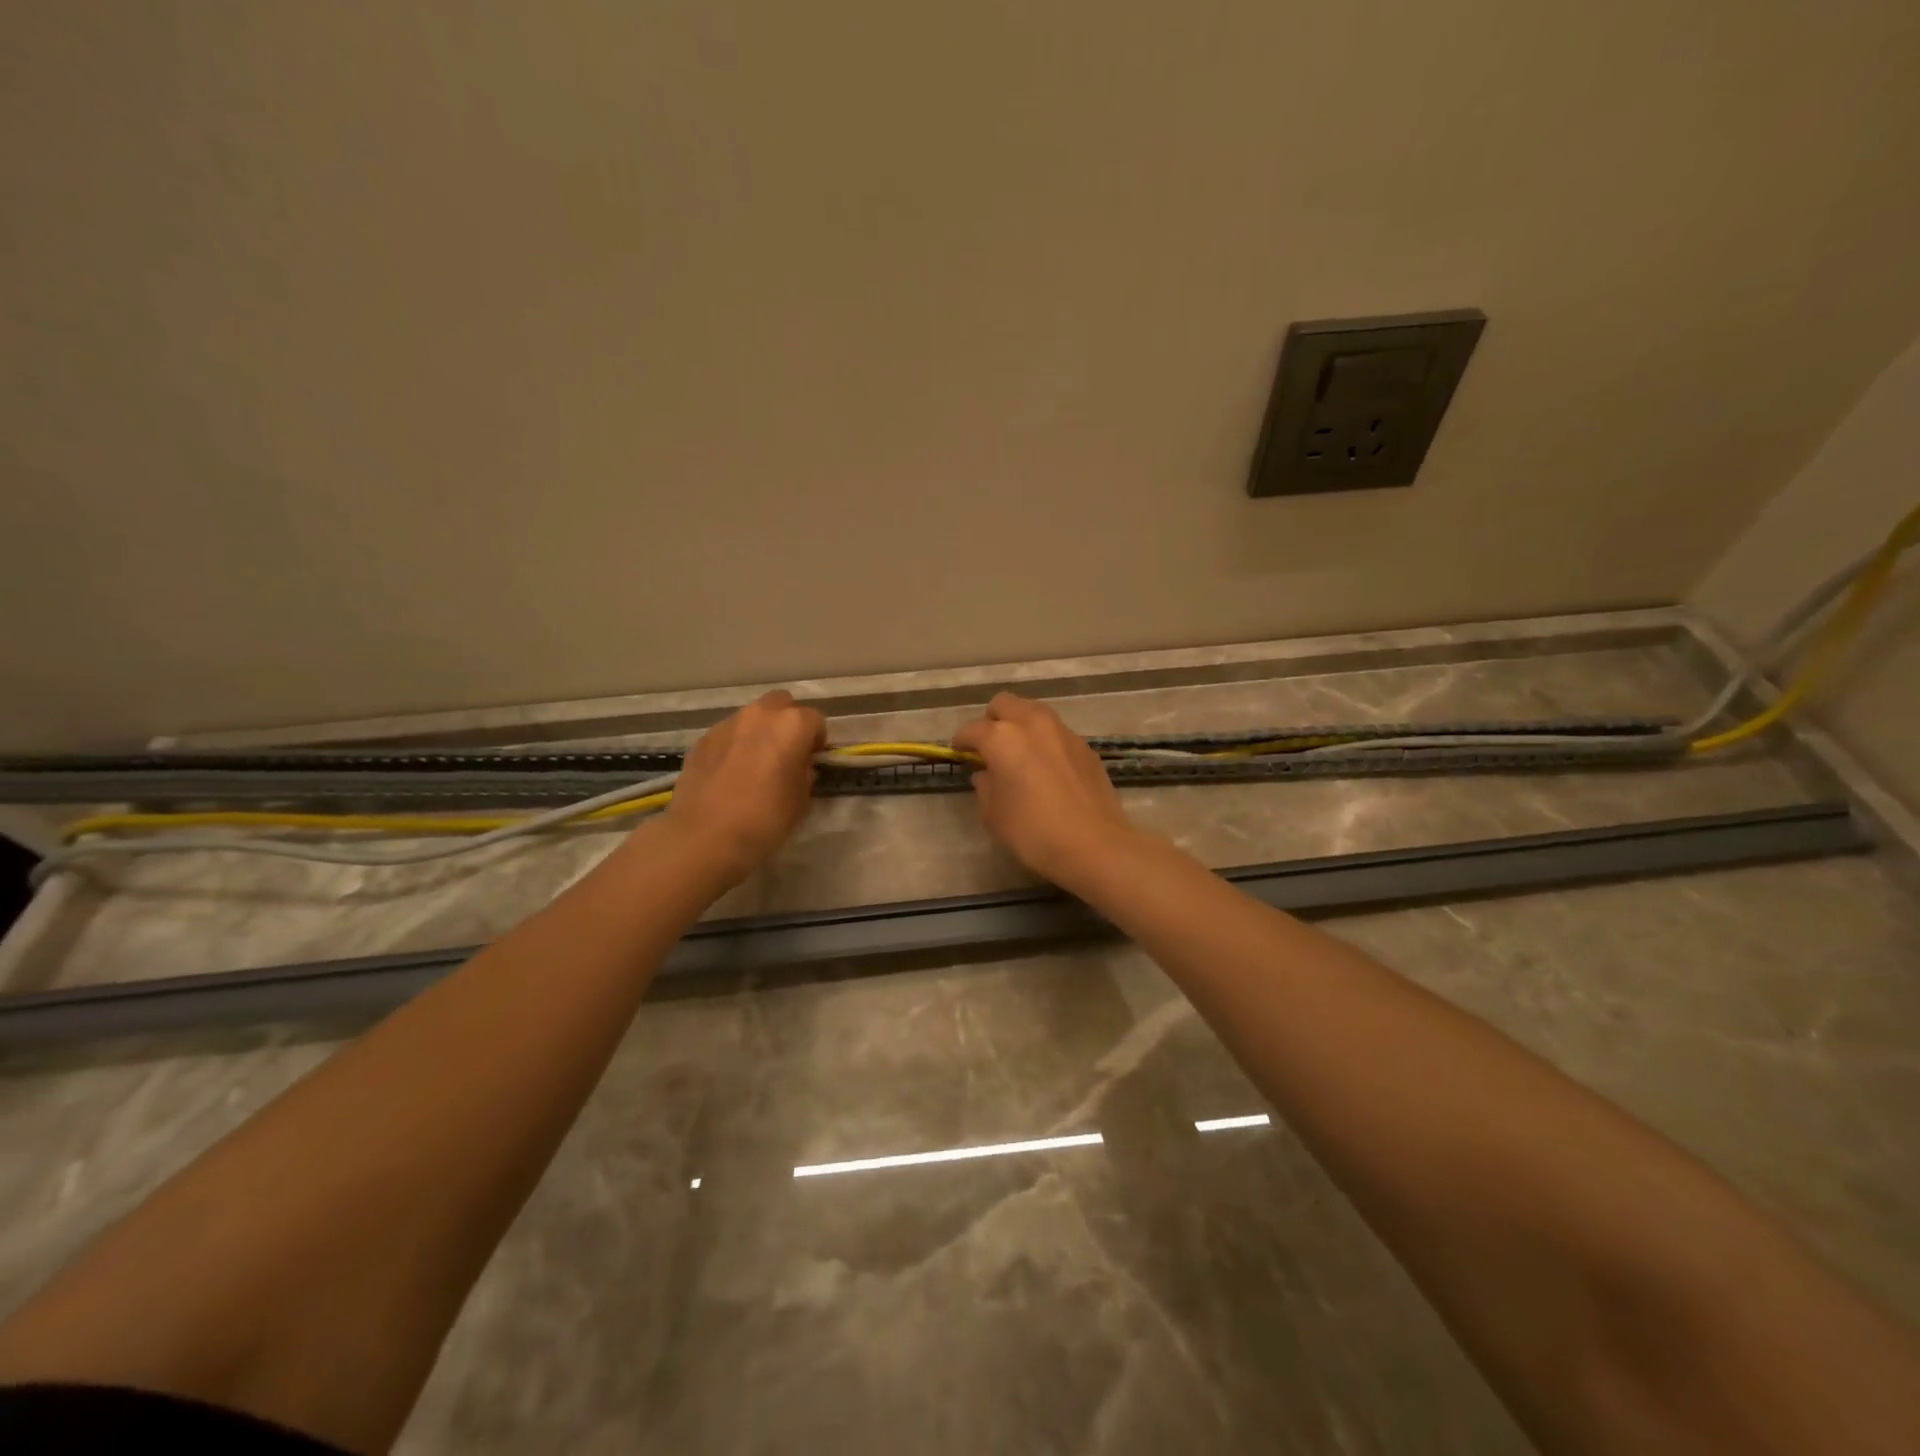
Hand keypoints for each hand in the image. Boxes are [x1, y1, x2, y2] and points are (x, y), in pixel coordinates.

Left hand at [660, 690, 825, 884]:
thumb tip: (798, 764)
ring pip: (751, 717)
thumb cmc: (764, 819)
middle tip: (786, 753)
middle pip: (781, 704)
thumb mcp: (802, 800)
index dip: (816, 741)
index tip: (812, 761)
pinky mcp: (701, 740)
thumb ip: (804, 772)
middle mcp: (759, 715)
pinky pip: (727, 735)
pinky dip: (734, 746)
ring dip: (759, 732)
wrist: (704, 836)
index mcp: (791, 725)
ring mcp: (726, 725)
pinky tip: (729, 775)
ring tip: (754, 764)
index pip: (815, 720)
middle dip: (787, 722)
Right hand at [951, 693, 1141, 886]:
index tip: (959, 753)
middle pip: (1005, 704)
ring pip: (1034, 712)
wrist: (1094, 844)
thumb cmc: (1033, 831)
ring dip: (1021, 725)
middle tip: (989, 746)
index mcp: (1002, 738)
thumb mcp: (994, 815)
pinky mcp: (1085, 746)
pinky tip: (1047, 768)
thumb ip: (985, 787)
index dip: (961, 741)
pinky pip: (1057, 733)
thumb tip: (986, 774)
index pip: (972, 729)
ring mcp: (1063, 732)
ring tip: (1019, 752)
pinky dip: (1045, 741)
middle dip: (992, 720)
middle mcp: (1032, 724)